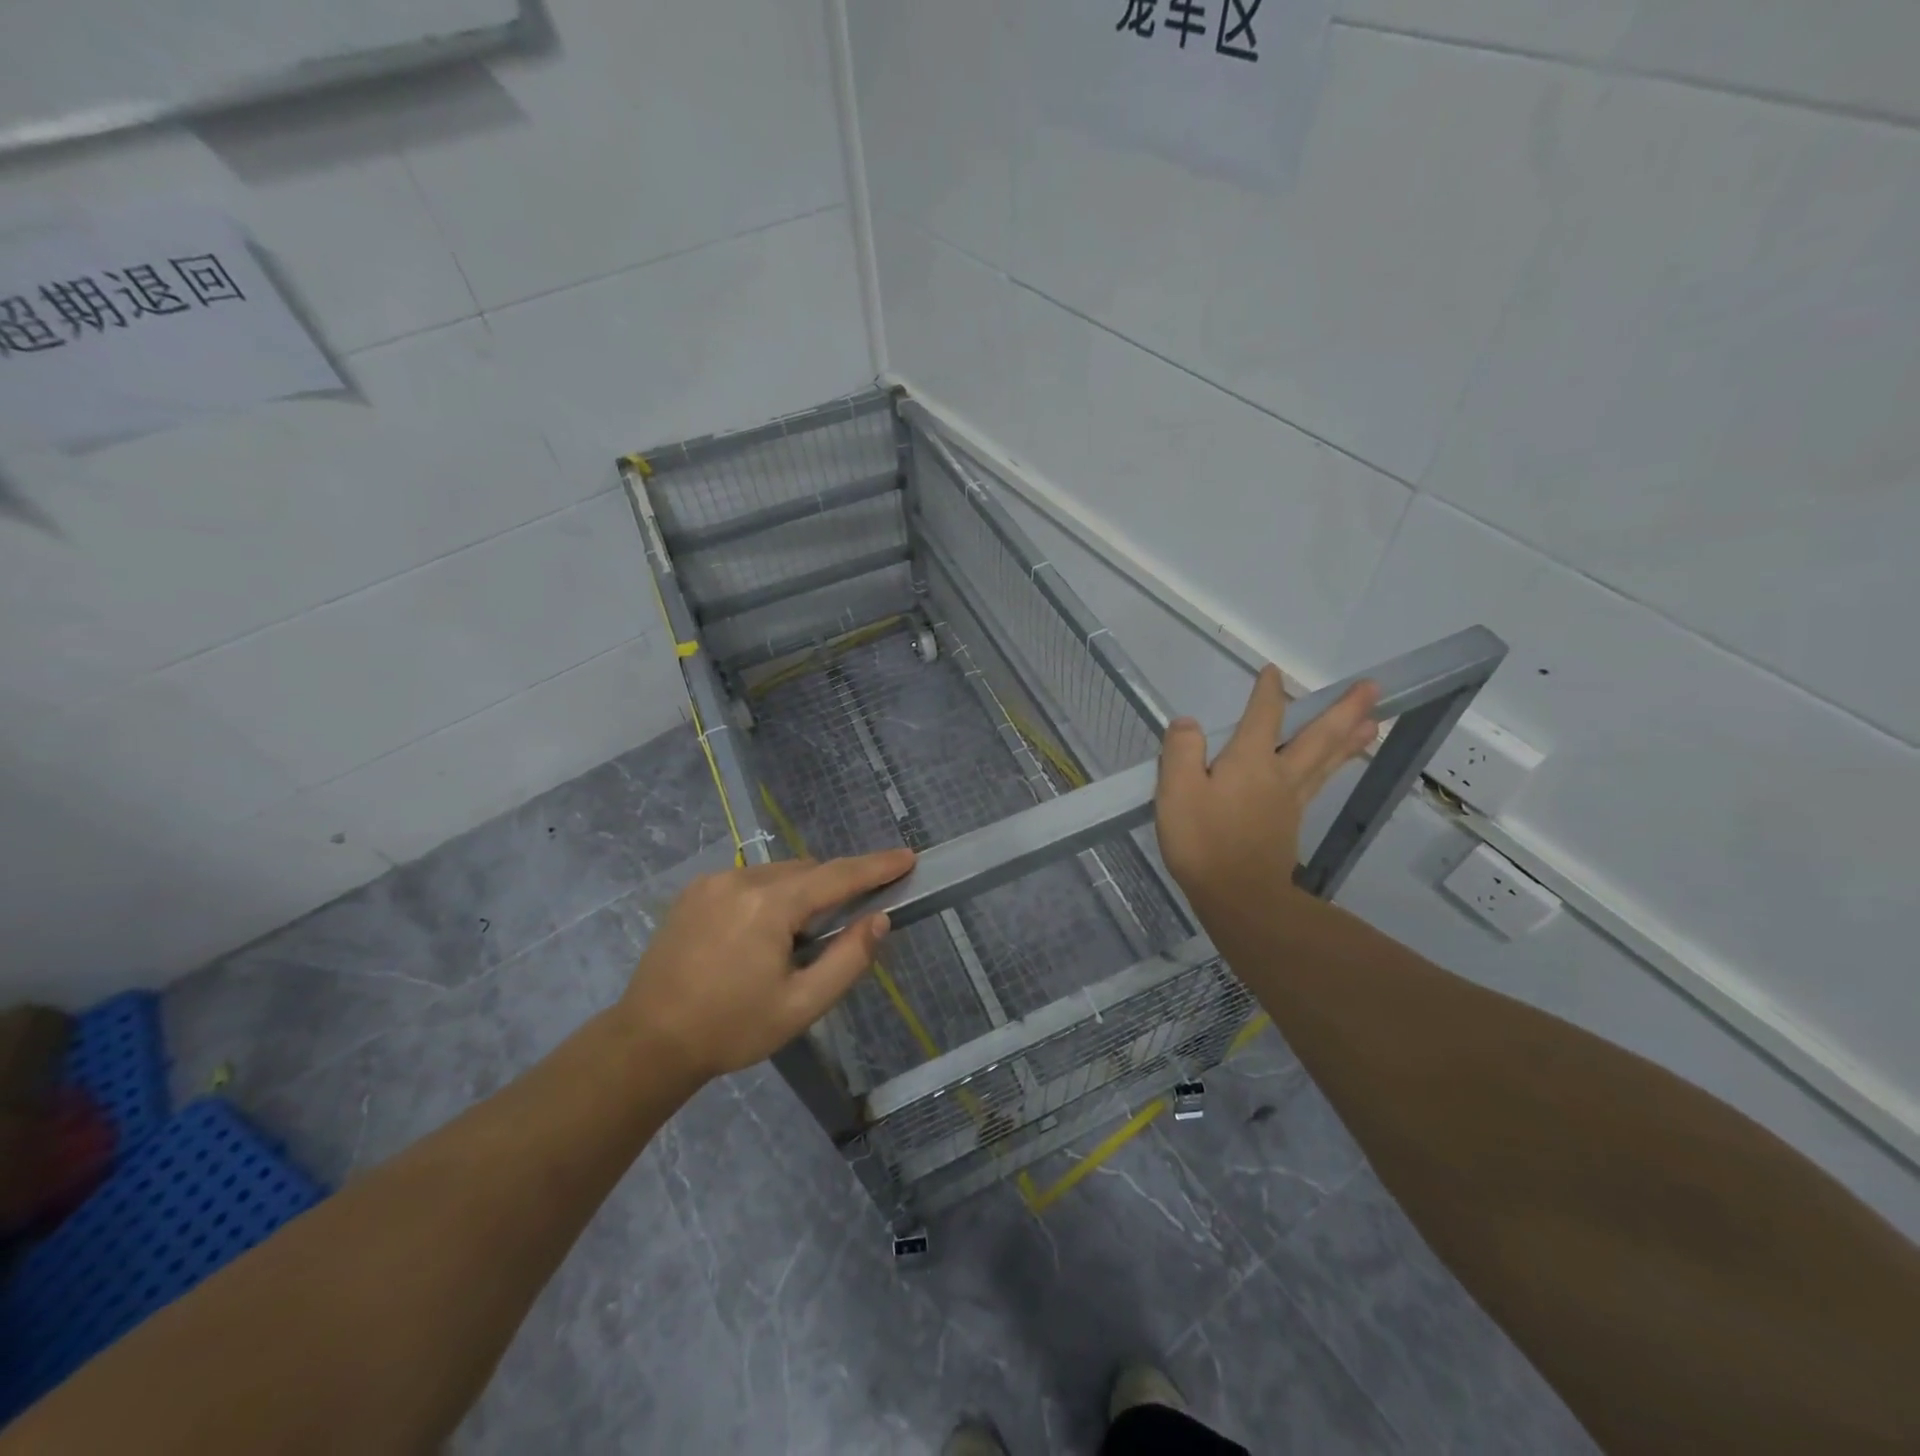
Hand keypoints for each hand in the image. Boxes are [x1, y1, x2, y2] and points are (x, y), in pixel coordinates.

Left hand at [617, 849, 914, 1080]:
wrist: (647, 1044)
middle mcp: (741, 879)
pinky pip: (749, 880)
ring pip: (778, 873)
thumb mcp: (802, 1006)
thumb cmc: (732, 1029)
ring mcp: (712, 882)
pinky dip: (770, 895)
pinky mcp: (693, 892)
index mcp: (770, 905)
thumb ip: (848, 959)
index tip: (907, 857)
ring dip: (800, 892)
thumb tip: (879, 919)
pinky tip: (761, 934)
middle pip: (807, 870)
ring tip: (796, 939)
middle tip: (847, 922)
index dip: (876, 866)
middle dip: (834, 887)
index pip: (837, 876)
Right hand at [1155, 666, 1378, 917]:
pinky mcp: (1290, 823)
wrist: (1238, 896)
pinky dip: (1334, 765)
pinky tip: (1333, 765)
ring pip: (1326, 760)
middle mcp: (1279, 774)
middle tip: (1373, 688)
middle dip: (1343, 710)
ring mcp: (1290, 800)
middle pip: (1317, 736)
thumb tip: (1188, 724)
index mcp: (1250, 761)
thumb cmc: (1203, 841)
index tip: (1273, 672)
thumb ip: (1181, 751)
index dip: (1268, 692)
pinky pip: (1319, 782)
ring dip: (1350, 738)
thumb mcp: (1177, 791)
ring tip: (1373, 721)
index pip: (1263, 716)